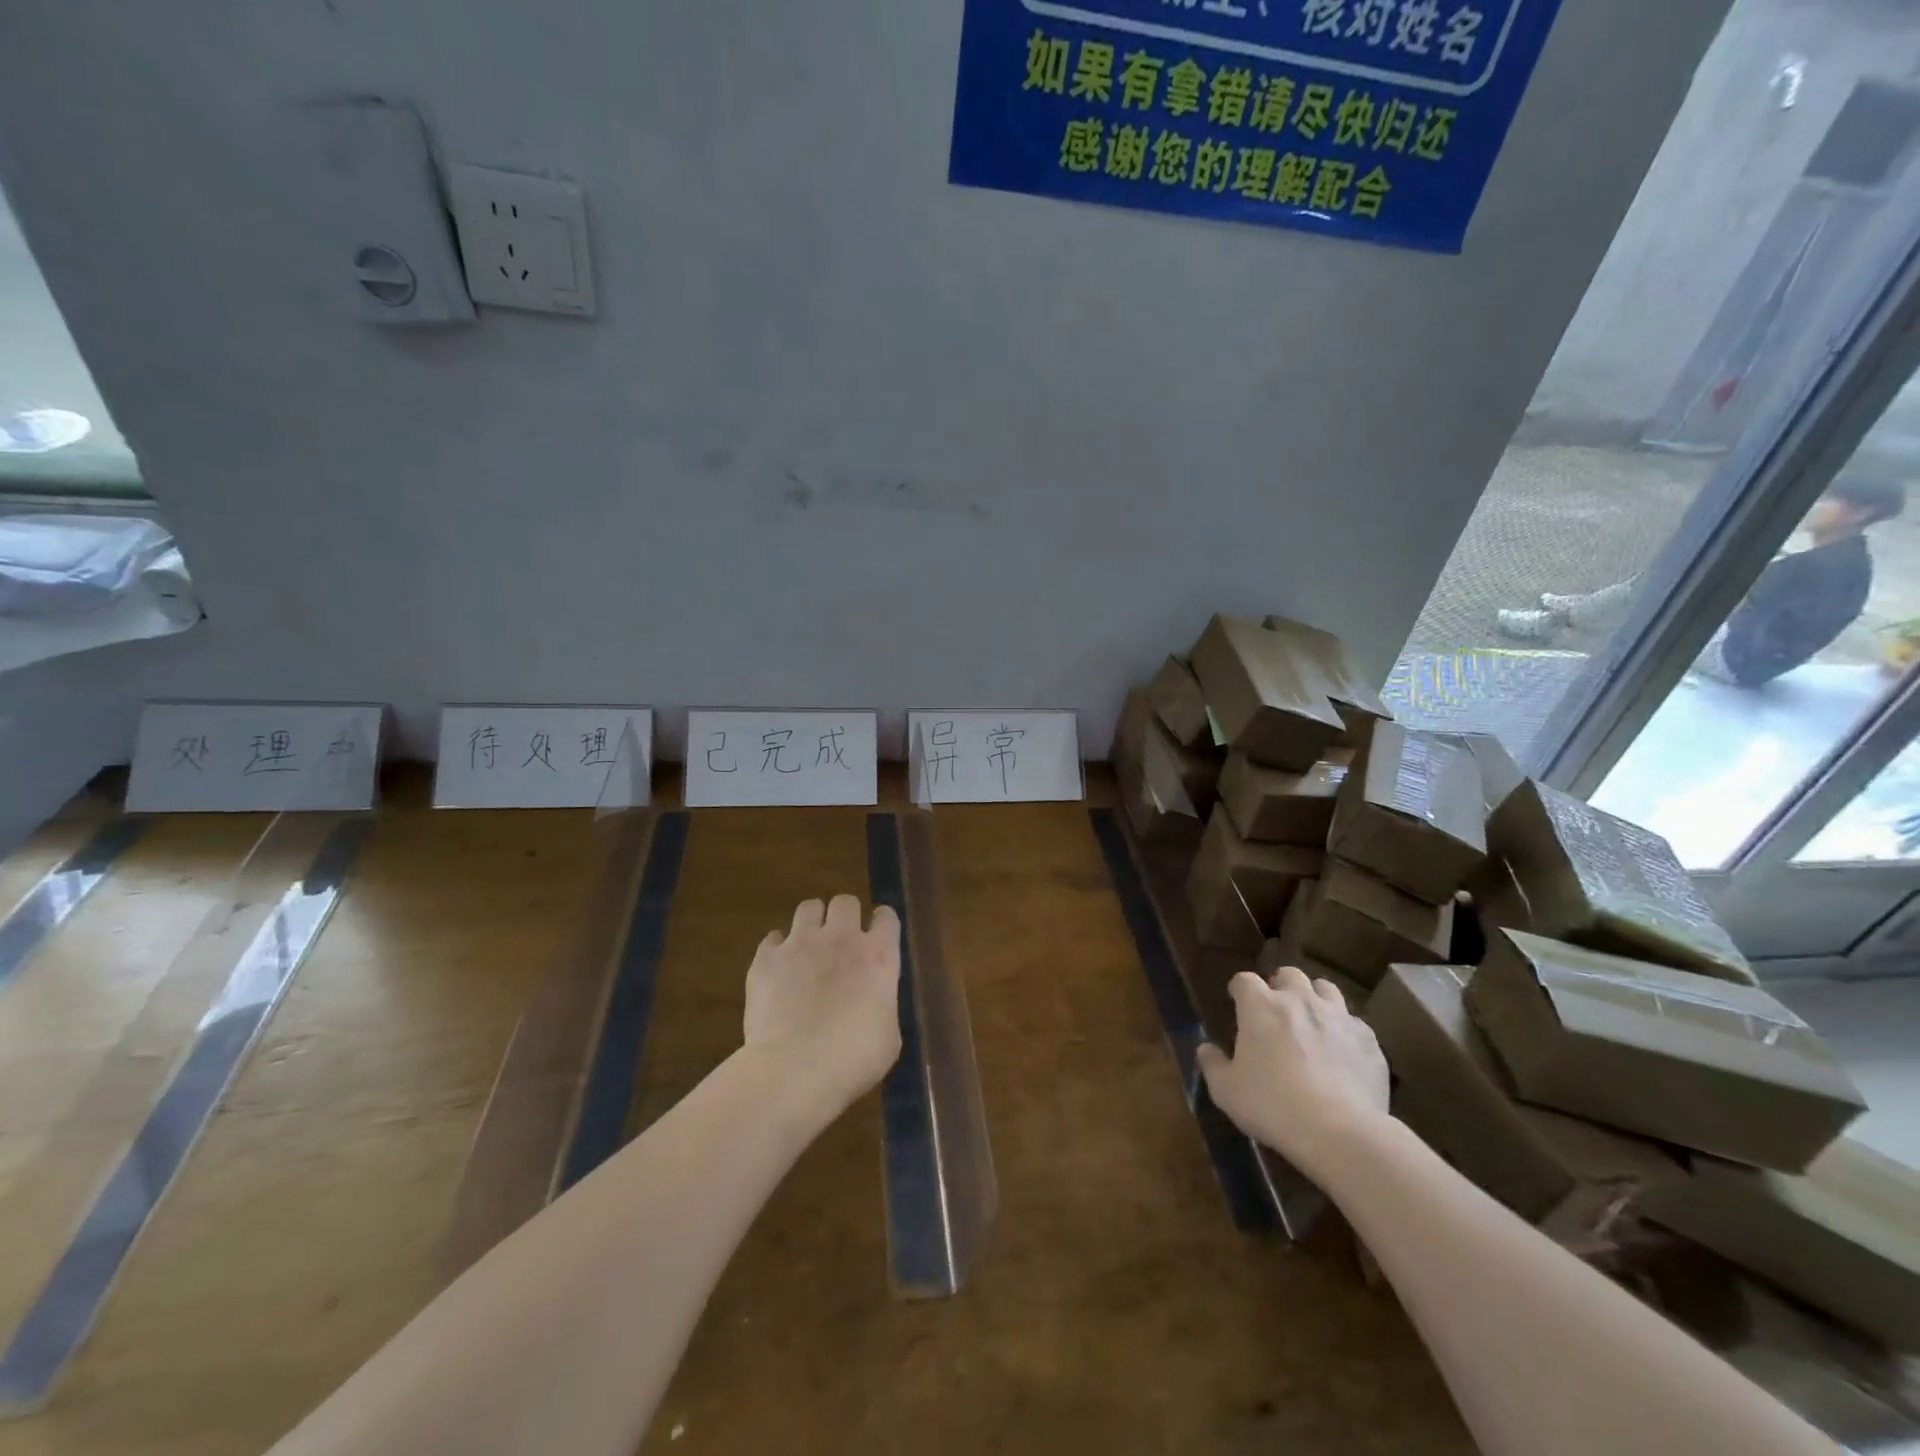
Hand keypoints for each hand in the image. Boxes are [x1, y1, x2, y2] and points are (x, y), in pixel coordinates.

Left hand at [743, 895, 902, 1116]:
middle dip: (845, 916)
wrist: (793, 1071)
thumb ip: (883, 1005)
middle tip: (841, 942)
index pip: (886, 918)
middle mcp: (841, 938)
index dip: (882, 925)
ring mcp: (800, 943)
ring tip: (808, 947)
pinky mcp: (766, 957)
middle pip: (845, 902)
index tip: (878, 937)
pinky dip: (778, 949)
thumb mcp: (888, 1038)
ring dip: (812, 923)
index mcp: (878, 956)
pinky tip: (778, 969)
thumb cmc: (852, 1061)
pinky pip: (773, 938)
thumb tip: (874, 1002)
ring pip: (808, 907)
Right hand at [1196, 966, 1389, 1173]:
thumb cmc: (1272, 1106)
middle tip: (1276, 1010)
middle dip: (1280, 986)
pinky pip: (1355, 1023)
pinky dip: (1344, 1031)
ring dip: (1315, 998)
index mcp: (1260, 1006)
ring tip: (1312, 1021)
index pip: (1244, 980)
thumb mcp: (1226, 1091)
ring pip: (1326, 988)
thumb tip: (1205, 1048)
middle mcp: (1299, 1000)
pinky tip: (1342, 1053)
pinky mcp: (1368, 1040)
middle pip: (1289, 974)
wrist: (1340, 1132)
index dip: (1239, 989)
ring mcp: (1338, 1017)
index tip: (1236, 1001)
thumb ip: (1212, 1064)